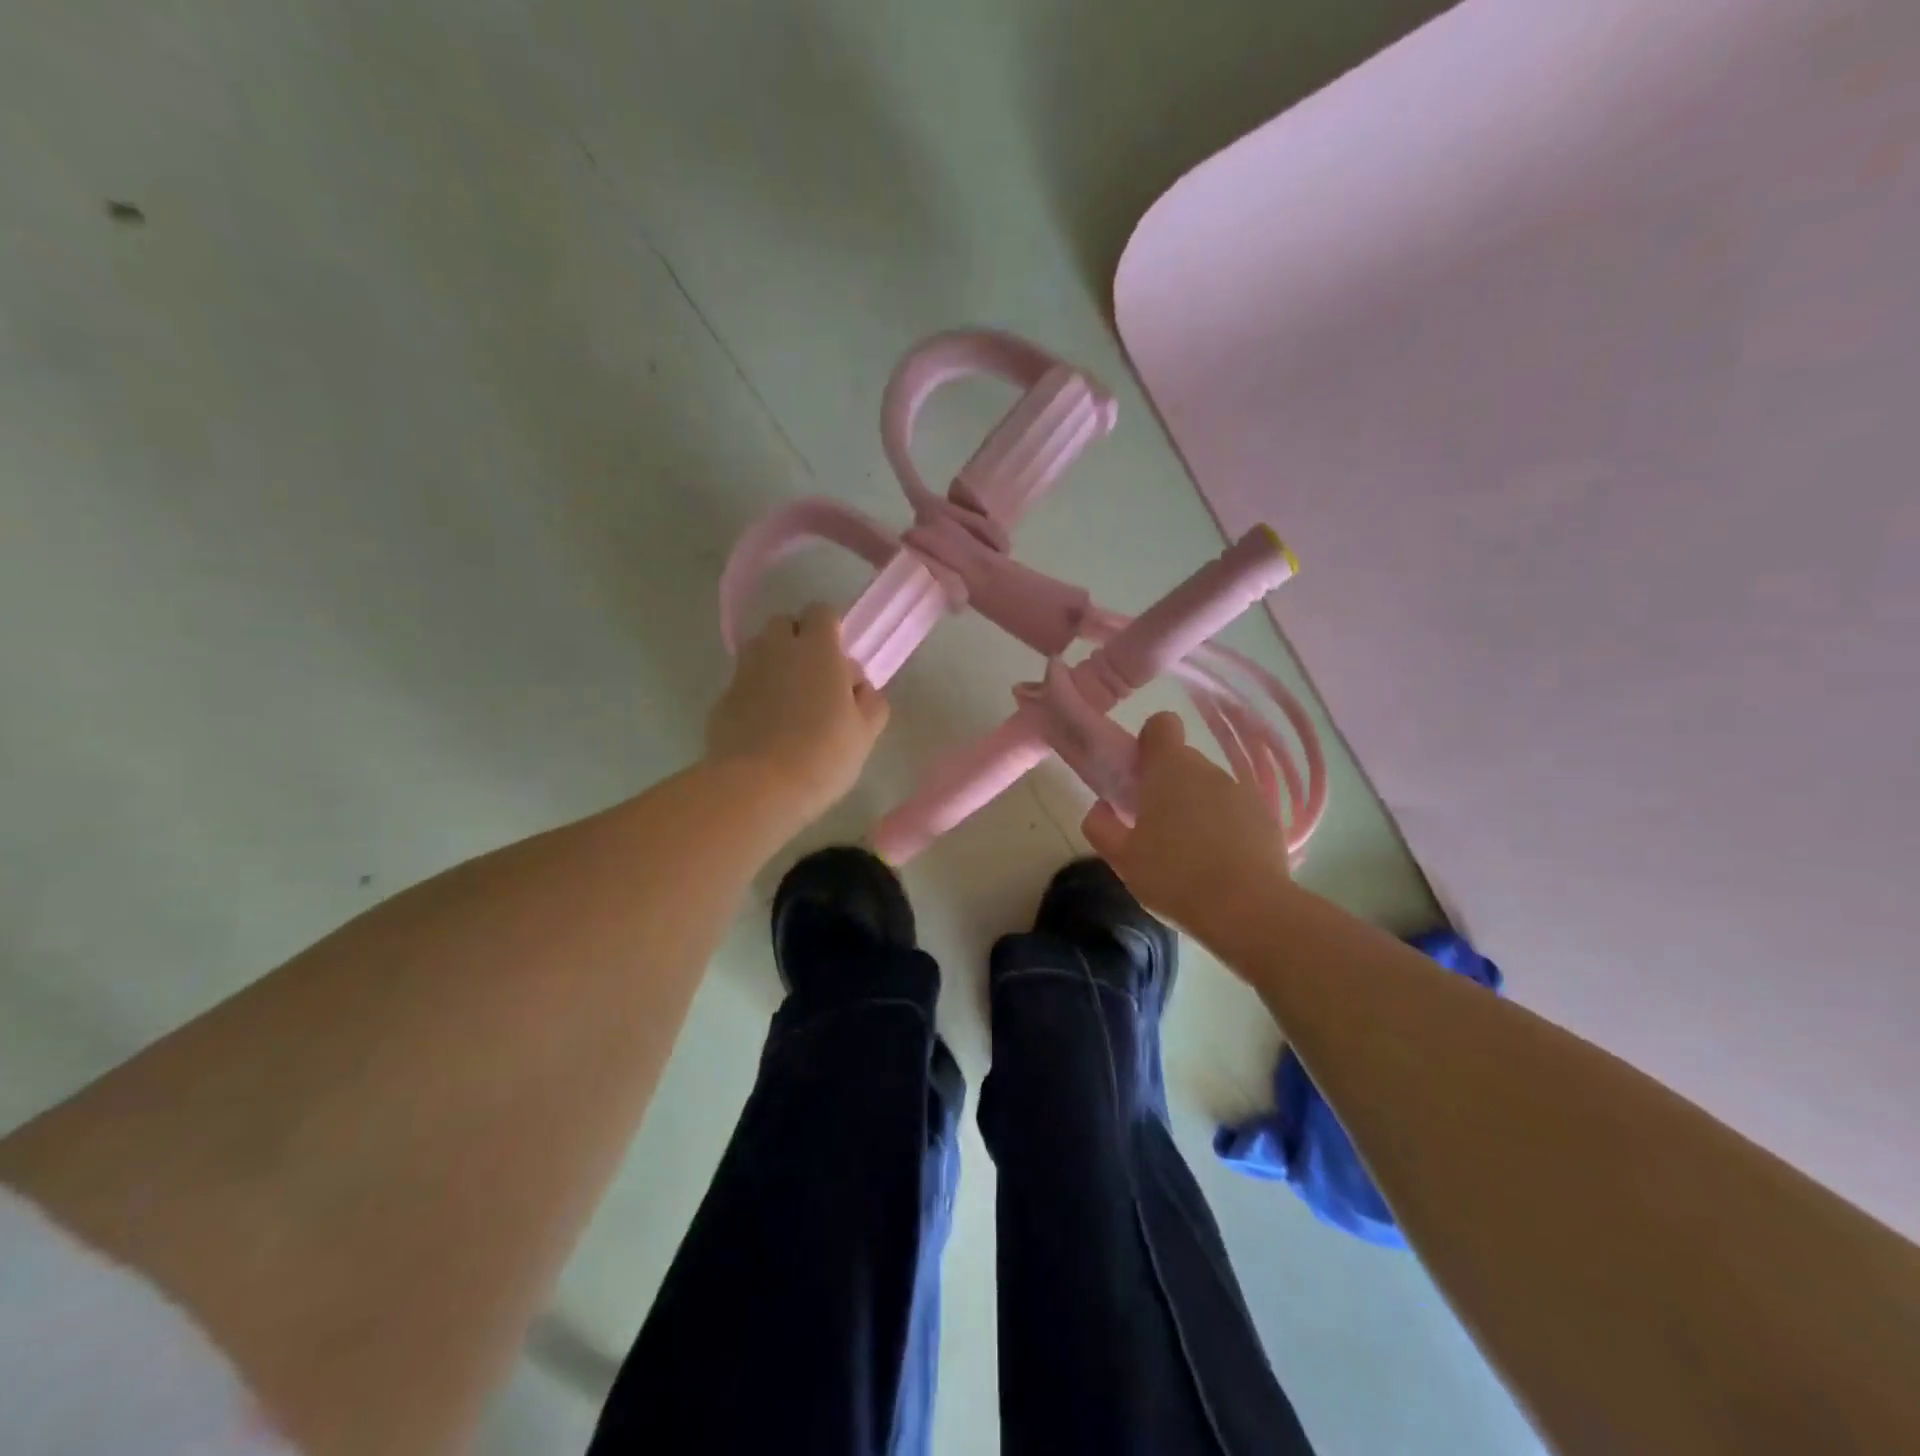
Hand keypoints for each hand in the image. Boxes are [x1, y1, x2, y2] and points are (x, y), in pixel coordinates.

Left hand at [706, 604, 888, 825]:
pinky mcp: (722, 699)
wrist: (757, 787)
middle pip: (784, 624)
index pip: (821, 612)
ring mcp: (744, 673)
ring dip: (774, 664)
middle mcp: (776, 650)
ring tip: (788, 701)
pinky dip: (754, 694)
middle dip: (798, 640)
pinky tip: (765, 727)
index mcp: (817, 650)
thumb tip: (859, 687)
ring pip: (759, 651)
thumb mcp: (865, 733)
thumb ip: (870, 701)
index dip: (831, 629)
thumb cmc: (822, 756)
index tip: (839, 659)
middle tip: (814, 678)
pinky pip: (743, 684)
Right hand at [1082, 712, 1289, 944]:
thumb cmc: (1174, 877)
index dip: (1148, 743)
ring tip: (1190, 853)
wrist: (1248, 910)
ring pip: (1210, 788)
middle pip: (1183, 762)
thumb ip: (1101, 826)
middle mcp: (1208, 770)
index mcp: (1169, 769)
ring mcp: (1242, 792)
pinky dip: (1226, 827)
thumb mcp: (1122, 858)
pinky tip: (1220, 864)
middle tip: (1155, 828)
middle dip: (1168, 786)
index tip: (1140, 776)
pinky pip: (1236, 811)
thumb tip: (1100, 807)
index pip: (1161, 724)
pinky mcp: (1267, 818)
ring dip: (1197, 808)